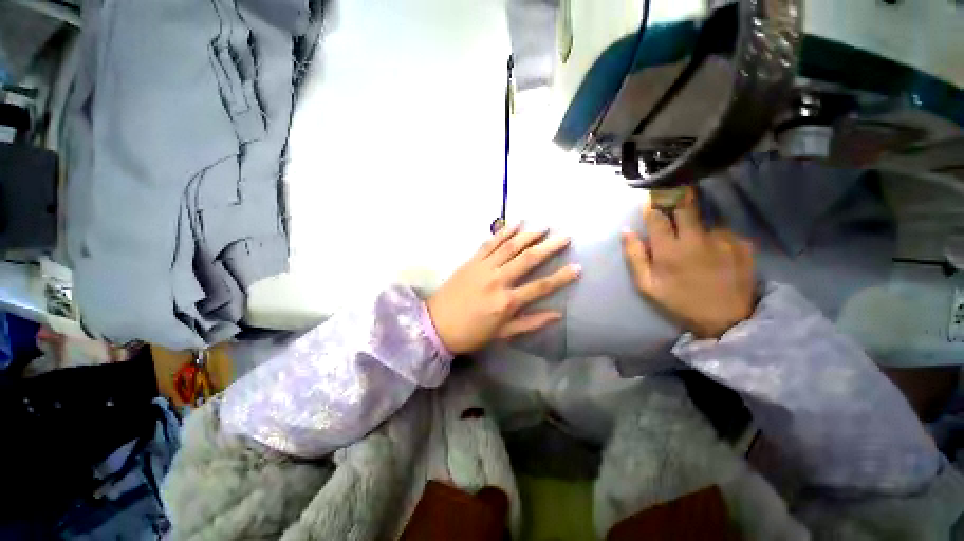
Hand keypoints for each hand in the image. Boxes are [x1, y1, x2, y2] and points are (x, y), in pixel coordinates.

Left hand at [427, 223, 580, 353]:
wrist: (436, 325)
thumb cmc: (471, 333)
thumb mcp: (502, 334)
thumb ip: (530, 323)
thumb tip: (557, 315)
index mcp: (506, 302)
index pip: (540, 286)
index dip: (561, 277)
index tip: (578, 267)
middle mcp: (498, 280)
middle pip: (528, 259)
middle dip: (549, 247)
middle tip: (566, 236)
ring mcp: (483, 267)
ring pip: (510, 246)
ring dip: (529, 235)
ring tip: (544, 227)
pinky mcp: (471, 261)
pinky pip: (490, 243)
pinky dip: (503, 232)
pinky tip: (515, 223)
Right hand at [622, 189, 755, 338]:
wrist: (726, 320)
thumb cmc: (679, 302)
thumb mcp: (647, 285)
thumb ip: (634, 257)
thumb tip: (626, 232)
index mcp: (669, 250)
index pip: (657, 216)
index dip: (652, 204)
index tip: (649, 198)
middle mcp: (696, 239)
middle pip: (684, 206)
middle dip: (676, 199)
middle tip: (672, 198)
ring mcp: (722, 239)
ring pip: (704, 220)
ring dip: (695, 226)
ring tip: (695, 243)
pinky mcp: (742, 244)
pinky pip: (722, 232)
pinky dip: (714, 237)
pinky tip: (714, 253)